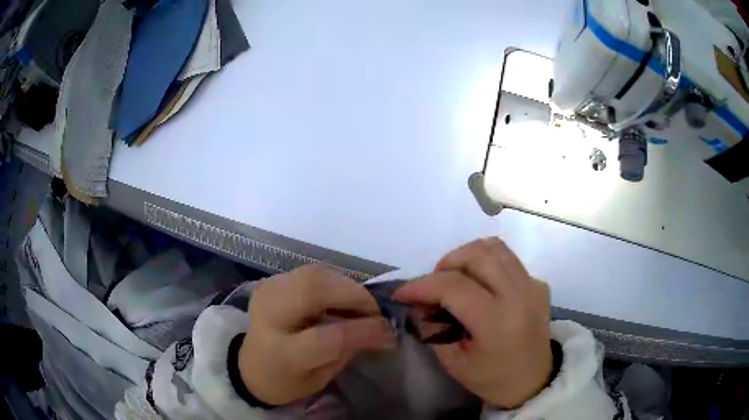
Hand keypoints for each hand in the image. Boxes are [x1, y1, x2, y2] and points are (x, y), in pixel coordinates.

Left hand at [238, 265, 396, 404]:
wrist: (249, 365)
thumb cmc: (286, 381)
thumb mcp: (319, 379)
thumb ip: (348, 351)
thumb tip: (383, 329)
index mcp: (281, 353)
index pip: (328, 337)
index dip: (364, 330)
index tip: (388, 332)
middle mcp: (269, 316)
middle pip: (316, 291)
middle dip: (355, 296)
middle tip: (374, 312)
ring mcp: (267, 293)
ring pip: (314, 274)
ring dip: (345, 286)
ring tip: (359, 305)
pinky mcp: (270, 283)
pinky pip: (309, 272)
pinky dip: (332, 282)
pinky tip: (338, 299)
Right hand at [393, 238, 551, 408]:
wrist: (534, 381)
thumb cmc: (493, 379)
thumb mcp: (454, 362)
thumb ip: (432, 329)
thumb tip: (418, 304)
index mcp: (497, 321)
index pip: (453, 286)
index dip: (420, 286)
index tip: (401, 294)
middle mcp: (519, 294)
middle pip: (476, 255)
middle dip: (445, 264)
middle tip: (433, 287)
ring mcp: (533, 285)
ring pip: (494, 248)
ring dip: (466, 257)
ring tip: (456, 279)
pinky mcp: (539, 283)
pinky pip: (508, 259)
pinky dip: (487, 263)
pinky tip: (482, 286)